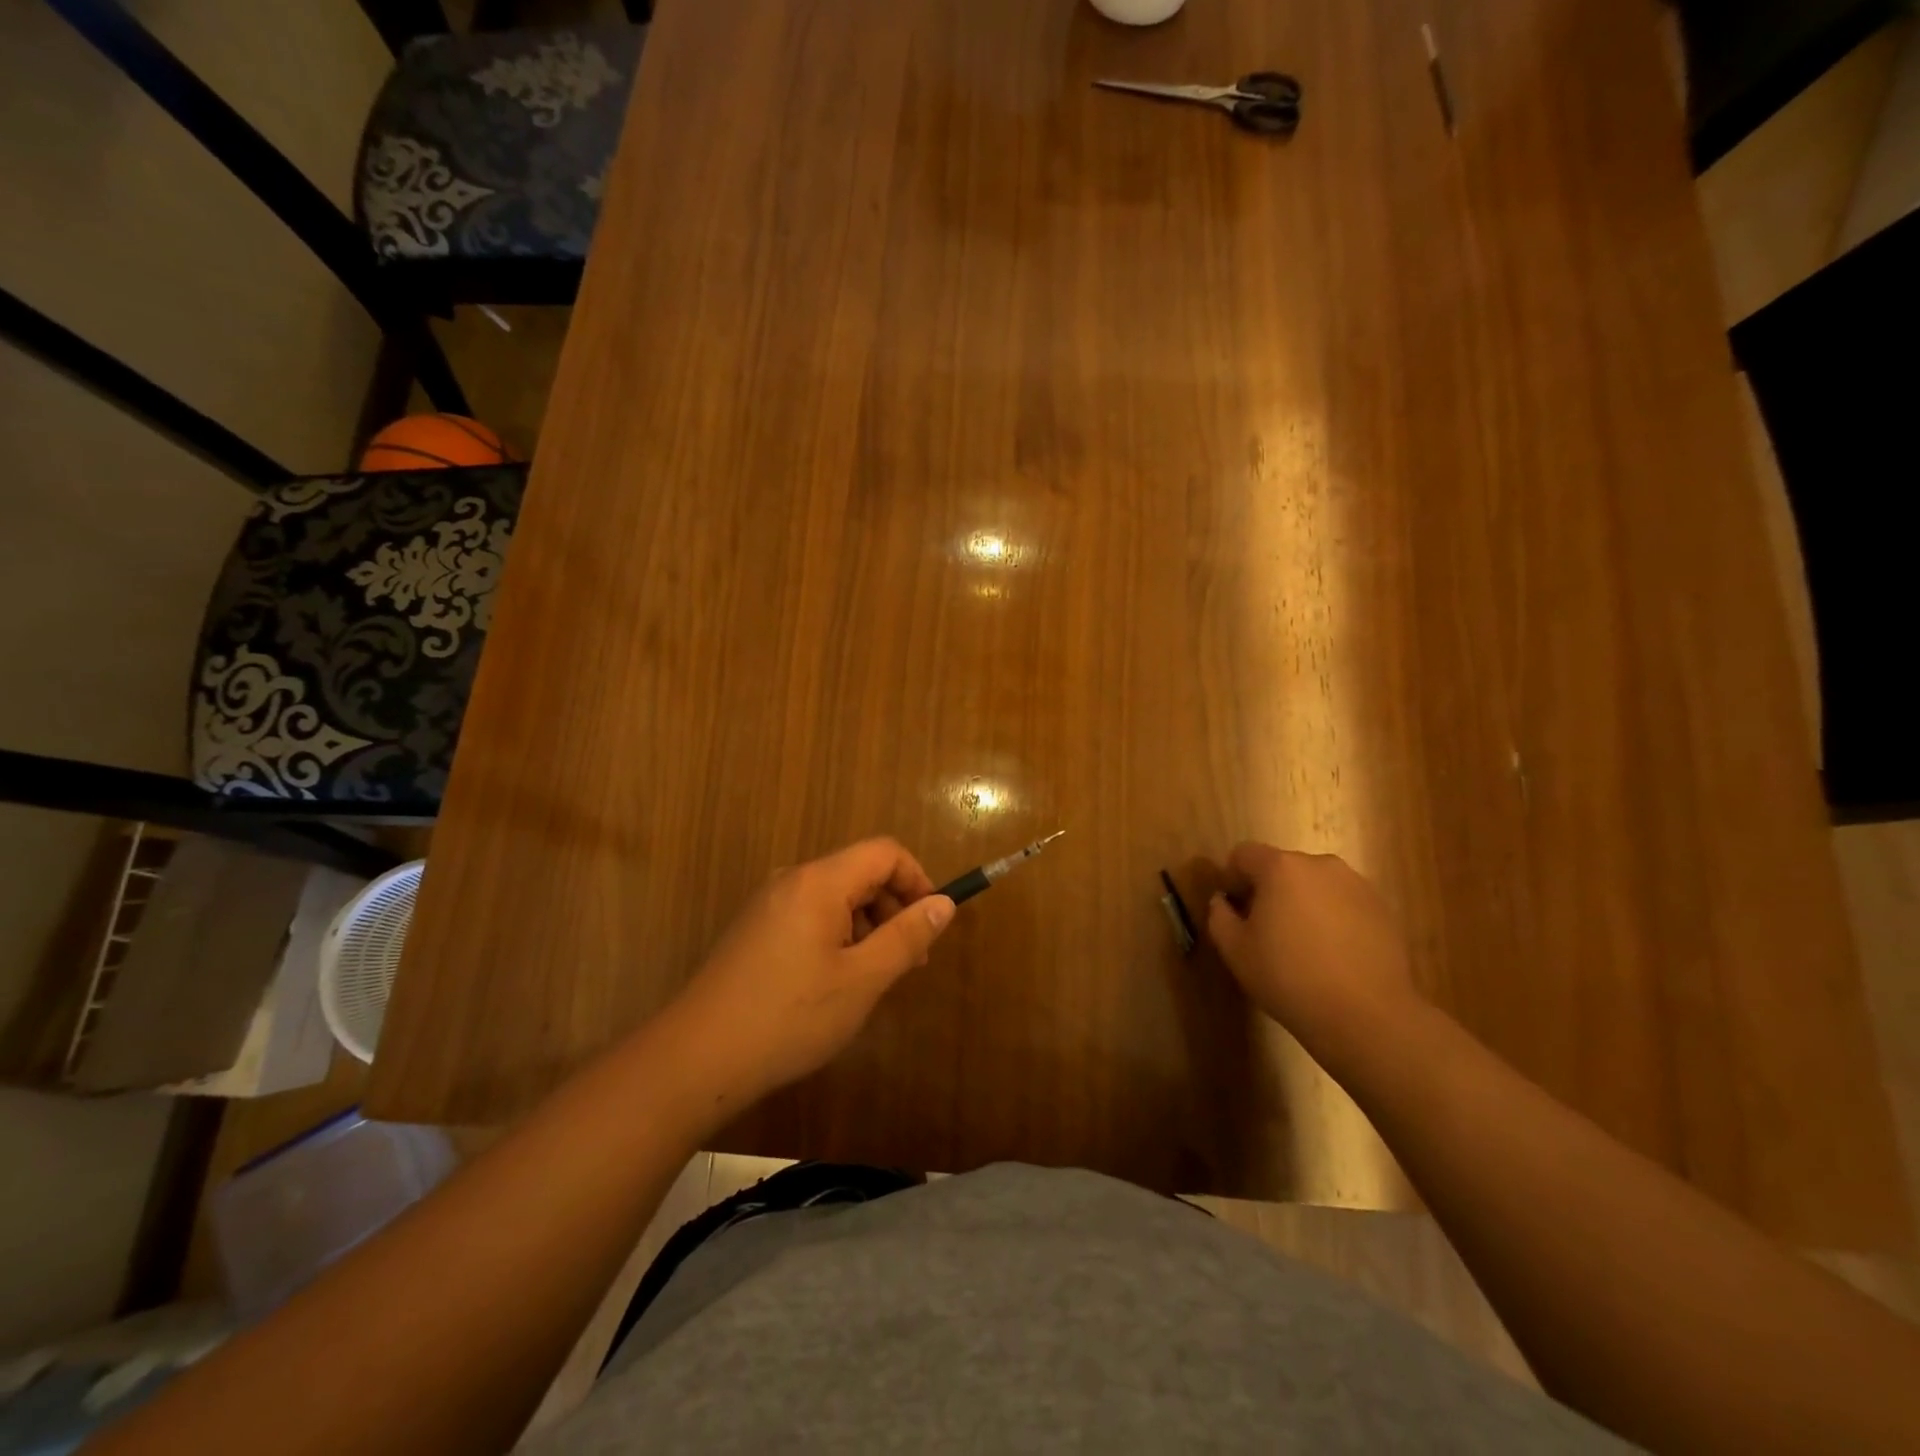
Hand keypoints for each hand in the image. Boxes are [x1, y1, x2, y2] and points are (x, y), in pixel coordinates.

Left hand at [667, 838, 955, 1105]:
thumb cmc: (790, 1017)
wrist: (696, 1058)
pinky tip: (834, 984)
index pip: (884, 852)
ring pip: (836, 897)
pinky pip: (810, 916)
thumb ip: (907, 937)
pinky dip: (837, 937)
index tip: (932, 924)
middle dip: (894, 908)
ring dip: (867, 927)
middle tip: (910, 962)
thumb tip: (943, 904)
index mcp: (819, 881)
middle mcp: (792, 880)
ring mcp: (768, 904)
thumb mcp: (862, 980)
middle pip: (860, 872)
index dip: (917, 879)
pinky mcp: (755, 930)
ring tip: (873, 979)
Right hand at [1205, 844, 1419, 1054]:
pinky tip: (1333, 956)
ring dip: (1303, 903)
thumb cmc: (1289, 978)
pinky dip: (1333, 918)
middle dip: (1269, 891)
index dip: (1232, 878)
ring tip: (1304, 946)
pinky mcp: (1383, 909)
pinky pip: (1344, 903)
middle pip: (1282, 867)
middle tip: (1266, 931)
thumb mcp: (1235, 951)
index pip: (1243, 854)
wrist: (1367, 1016)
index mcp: (1281, 867)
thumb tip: (1223, 901)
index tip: (1235, 911)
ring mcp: (1357, 885)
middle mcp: (1321, 864)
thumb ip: (1219, 916)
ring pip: (1315, 885)